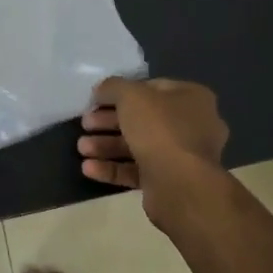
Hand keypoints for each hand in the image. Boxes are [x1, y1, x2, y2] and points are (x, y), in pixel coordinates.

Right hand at [78, 76, 228, 219]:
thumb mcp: (131, 95)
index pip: (151, 88)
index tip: (96, 100)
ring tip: (81, 148)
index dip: (121, 92)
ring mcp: (180, 156)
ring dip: (106, 145)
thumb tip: (102, 90)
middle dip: (108, 122)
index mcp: (191, 98)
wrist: (180, 186)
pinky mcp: (168, 182)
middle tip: (85, 124)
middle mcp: (190, 125)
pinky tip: (88, 168)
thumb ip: (113, 87)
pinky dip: (112, 168)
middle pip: (141, 119)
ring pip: (137, 146)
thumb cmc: (159, 129)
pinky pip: (136, 170)